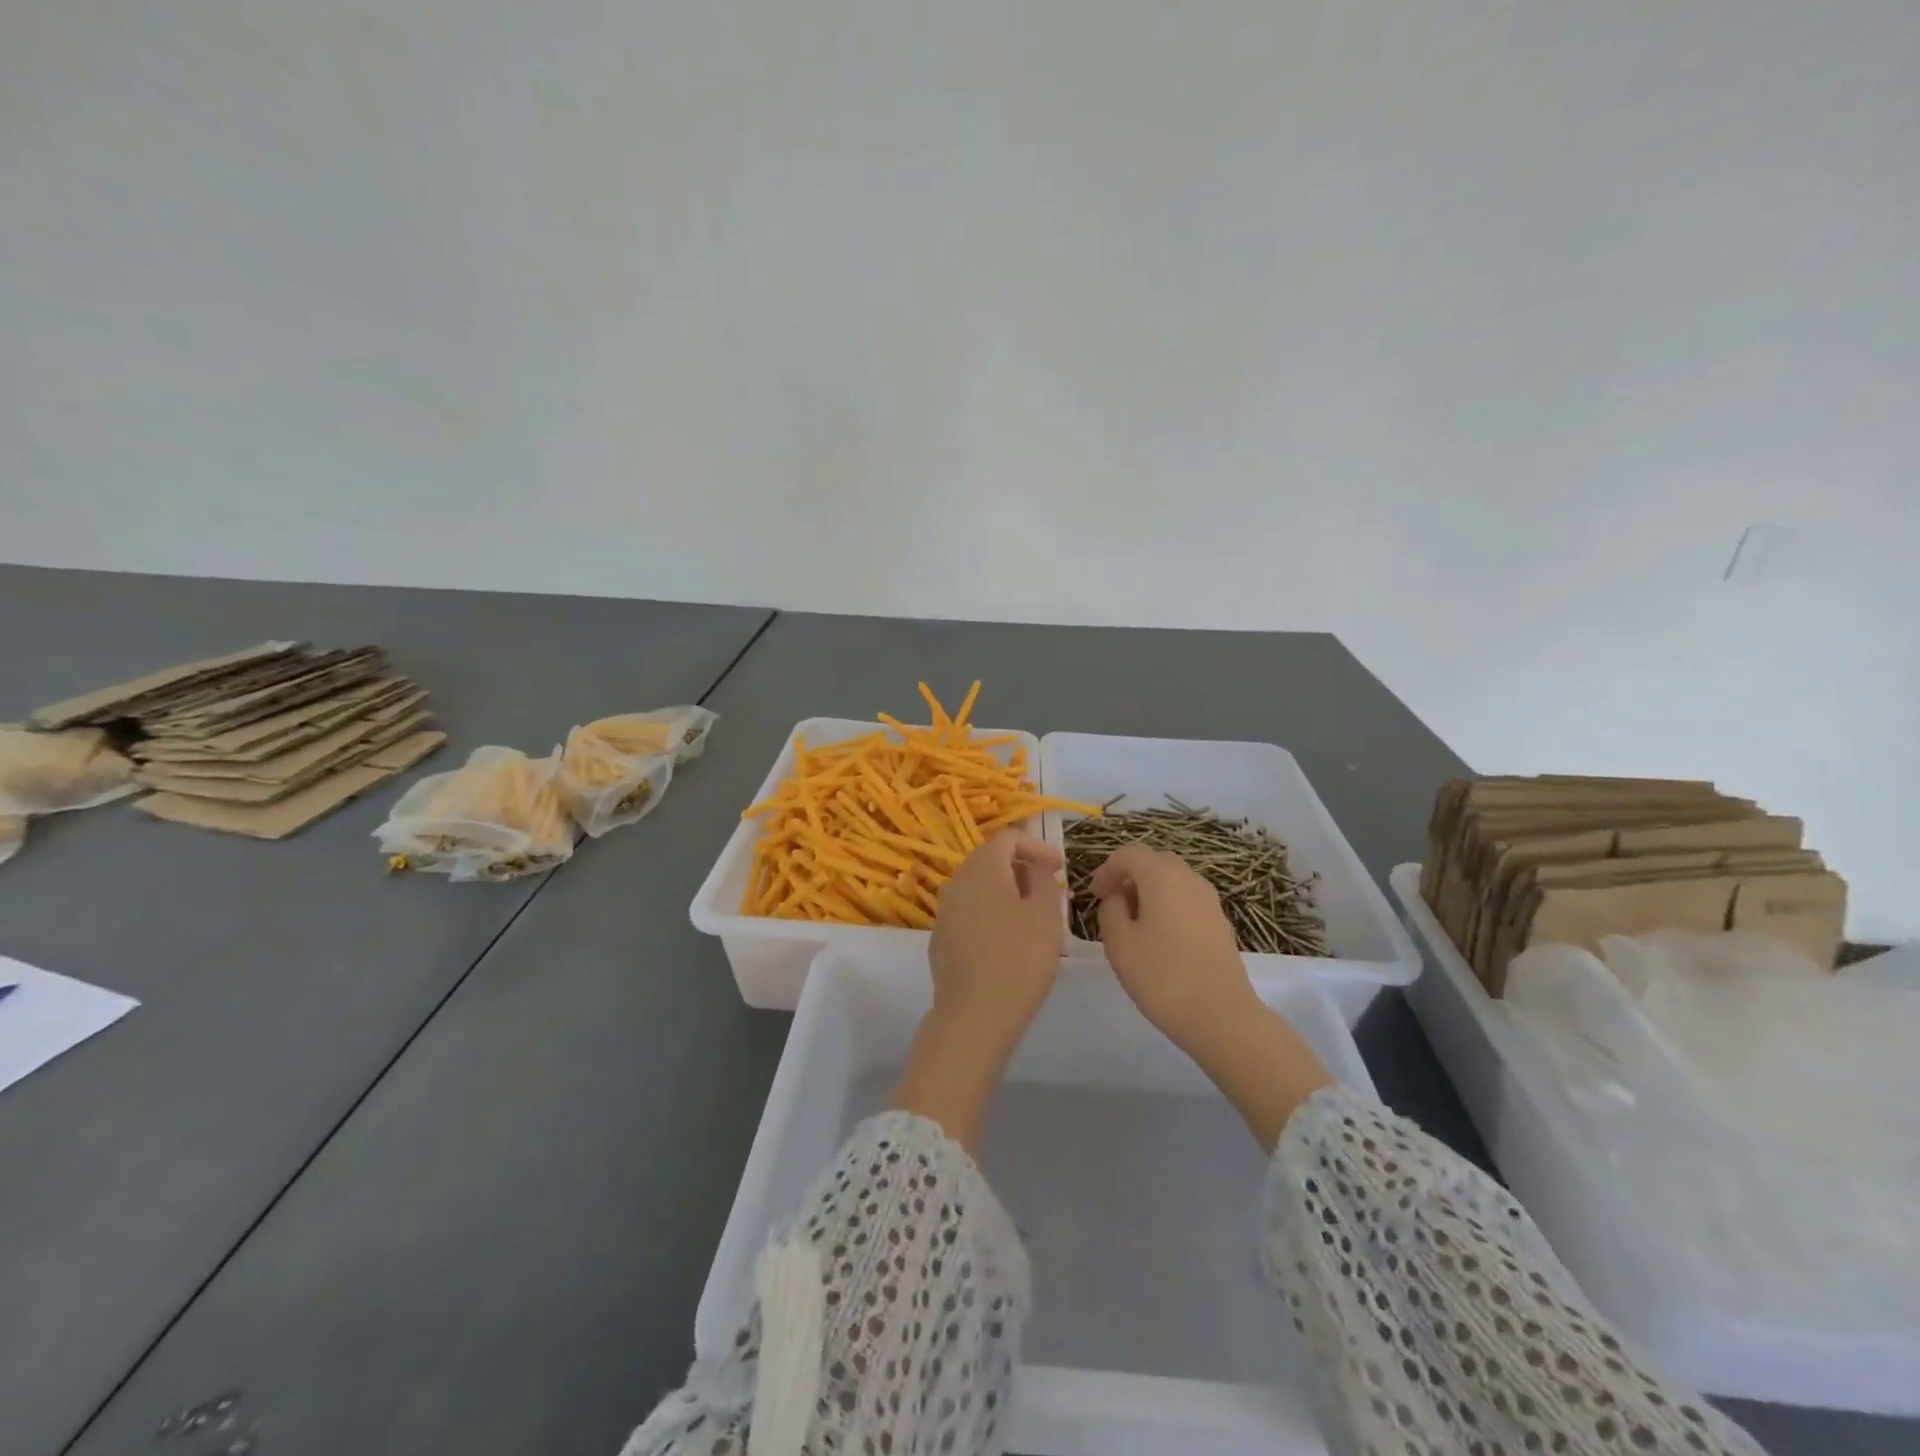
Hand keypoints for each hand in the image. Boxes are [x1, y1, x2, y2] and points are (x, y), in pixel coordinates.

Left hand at [928, 829, 1064, 1052]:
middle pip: (989, 859)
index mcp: (983, 868)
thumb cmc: (1019, 958)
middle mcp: (957, 881)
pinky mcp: (940, 939)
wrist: (975, 1014)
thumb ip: (1042, 880)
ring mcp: (944, 911)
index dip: (1036, 845)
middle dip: (1020, 867)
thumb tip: (1036, 867)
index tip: (1058, 866)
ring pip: (977, 887)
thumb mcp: (1045, 915)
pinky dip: (989, 913)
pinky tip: (1006, 940)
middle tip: (1048, 889)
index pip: (1008, 837)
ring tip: (1031, 915)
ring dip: (1005, 892)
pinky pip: (968, 912)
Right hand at [1091, 843, 1332, 1150]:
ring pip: (1173, 881)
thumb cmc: (1162, 976)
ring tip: (1134, 924)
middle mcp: (1189, 880)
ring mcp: (1210, 901)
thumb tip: (1118, 899)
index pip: (1129, 854)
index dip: (1107, 869)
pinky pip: (1187, 900)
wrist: (1222, 1016)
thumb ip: (1110, 911)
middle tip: (1112, 904)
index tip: (1094, 895)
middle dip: (1129, 877)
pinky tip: (1160, 940)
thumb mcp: (1119, 943)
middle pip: (1154, 862)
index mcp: (1162, 877)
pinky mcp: (1220, 923)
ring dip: (1150, 892)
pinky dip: (1168, 907)